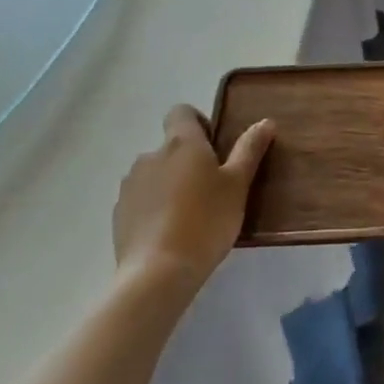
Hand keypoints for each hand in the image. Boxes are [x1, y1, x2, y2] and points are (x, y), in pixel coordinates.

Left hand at [112, 106, 273, 296]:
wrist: (158, 272)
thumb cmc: (206, 221)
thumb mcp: (238, 185)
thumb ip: (250, 150)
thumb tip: (265, 122)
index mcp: (181, 143)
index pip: (181, 111)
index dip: (198, 122)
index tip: (215, 147)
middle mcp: (150, 156)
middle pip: (170, 147)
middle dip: (188, 161)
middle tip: (211, 190)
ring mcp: (130, 185)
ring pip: (154, 174)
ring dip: (170, 184)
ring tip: (190, 216)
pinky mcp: (119, 213)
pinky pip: (140, 200)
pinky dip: (154, 208)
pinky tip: (169, 234)